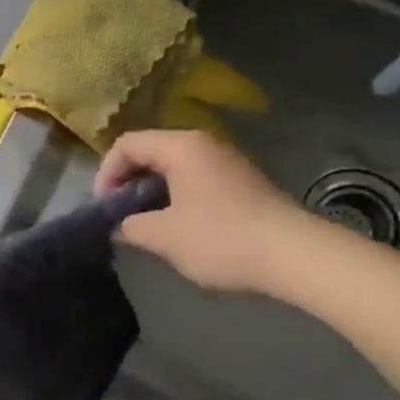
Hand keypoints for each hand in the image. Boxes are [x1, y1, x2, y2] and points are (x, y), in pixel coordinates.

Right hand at [94, 129, 307, 292]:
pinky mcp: (242, 182)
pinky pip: (195, 179)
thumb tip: (116, 226)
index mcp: (181, 147)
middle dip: (128, 182)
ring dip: (152, 192)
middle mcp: (203, 144)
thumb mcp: (164, 237)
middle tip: (120, 216)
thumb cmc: (221, 239)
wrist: (295, 255)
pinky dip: (176, 196)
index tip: (104, 208)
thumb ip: (130, 226)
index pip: (127, 144)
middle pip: (150, 151)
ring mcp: (226, 161)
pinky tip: (179, 228)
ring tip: (145, 224)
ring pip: (174, 167)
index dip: (106, 174)